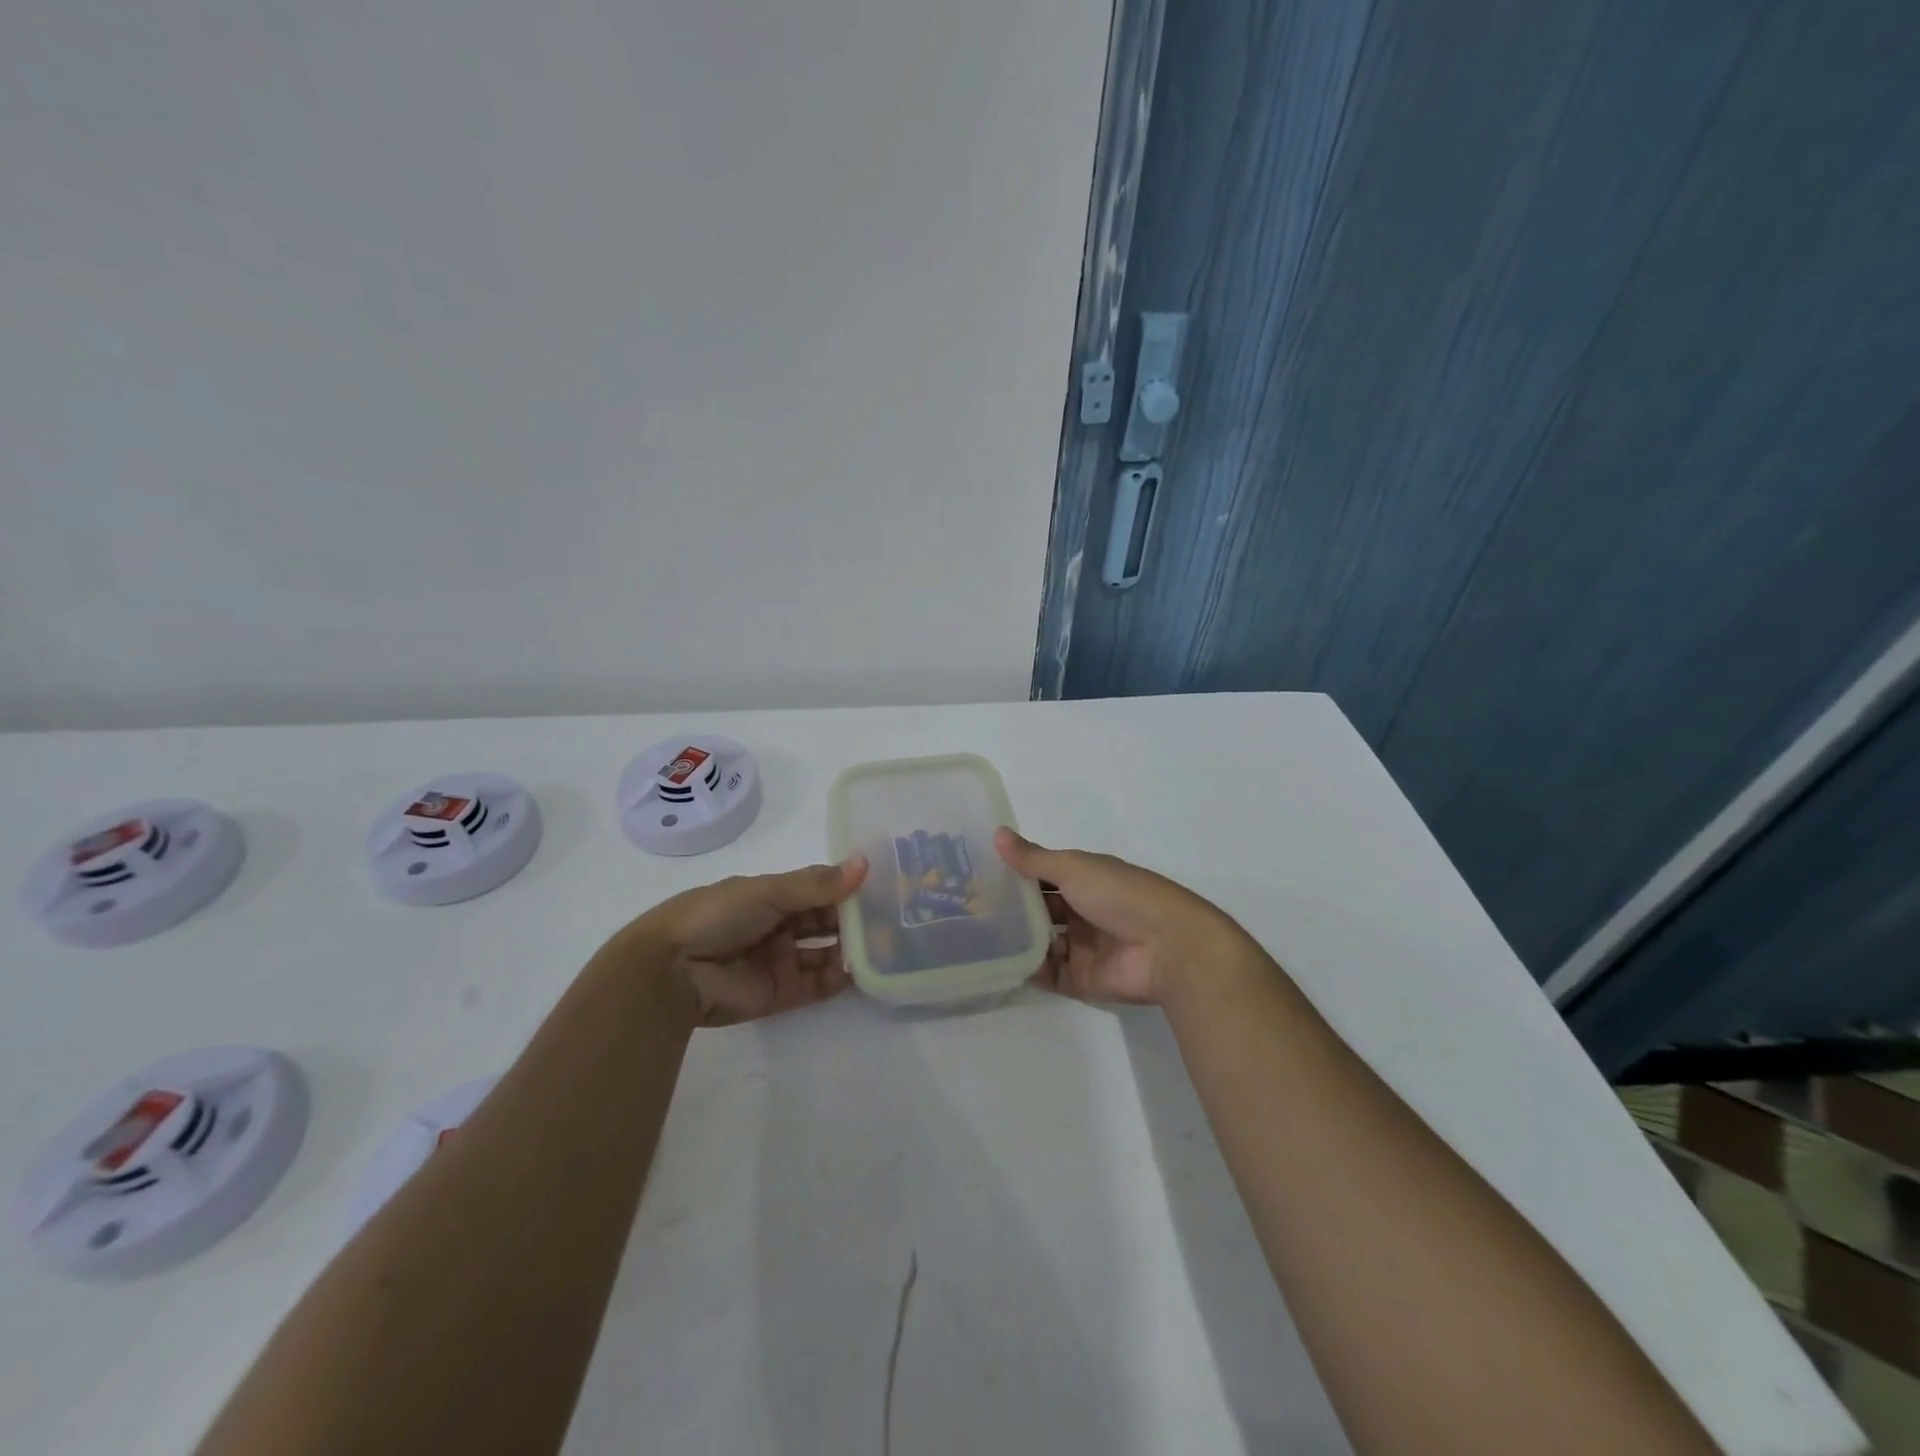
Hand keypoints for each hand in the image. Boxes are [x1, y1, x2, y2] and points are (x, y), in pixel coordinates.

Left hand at [641, 857, 868, 1025]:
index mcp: (772, 895)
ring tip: (889, 945)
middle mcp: (780, 925)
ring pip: (827, 952)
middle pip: (827, 920)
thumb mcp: (768, 891)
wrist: (671, 970)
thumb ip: (817, 884)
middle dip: (857, 919)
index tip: (885, 883)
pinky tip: (864, 970)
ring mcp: (782, 960)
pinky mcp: (782, 993)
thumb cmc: (717, 915)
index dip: (848, 886)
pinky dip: (841, 978)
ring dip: (854, 948)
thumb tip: (865, 864)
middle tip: (896, 917)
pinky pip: (819, 984)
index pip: (819, 888)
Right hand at [993, 828, 1245, 1004]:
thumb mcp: (1074, 868)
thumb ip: (1033, 858)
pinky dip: (1025, 968)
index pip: (1044, 874)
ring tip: (973, 936)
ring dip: (1015, 938)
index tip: (977, 871)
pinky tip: (996, 962)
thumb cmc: (1121, 895)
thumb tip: (996, 833)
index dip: (1015, 871)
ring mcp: (1082, 946)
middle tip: (967, 907)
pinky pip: (1047, 973)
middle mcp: (1083, 910)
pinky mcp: (1081, 978)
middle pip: (1041, 909)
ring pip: (1041, 941)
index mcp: (1087, 878)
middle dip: (1011, 907)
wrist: (1169, 948)